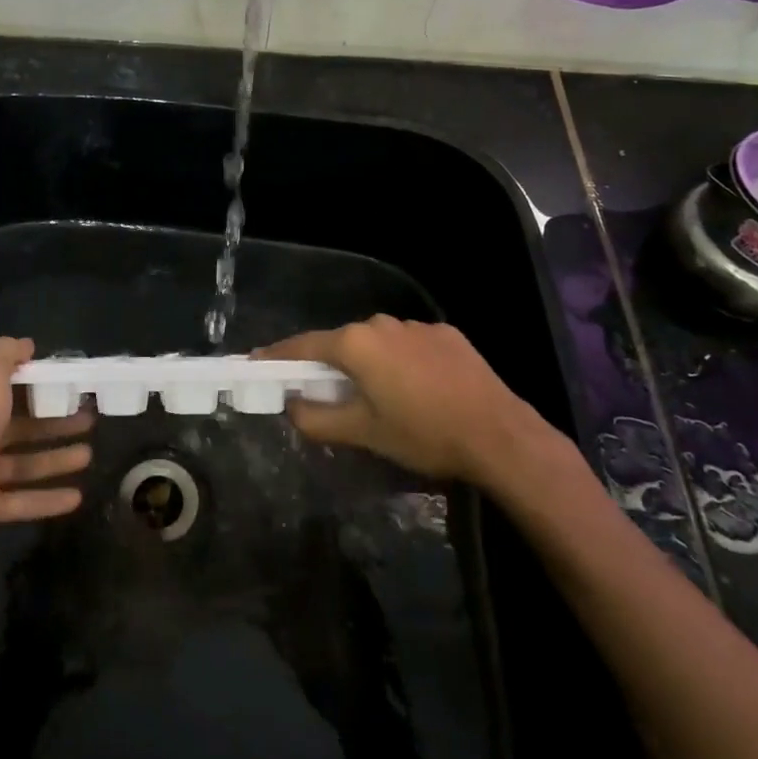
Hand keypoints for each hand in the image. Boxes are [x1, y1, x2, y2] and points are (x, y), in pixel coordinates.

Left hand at [0, 337, 94, 554]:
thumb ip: (4, 355)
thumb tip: (26, 343)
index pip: (11, 388)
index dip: (41, 385)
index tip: (73, 384)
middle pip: (24, 427)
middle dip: (57, 423)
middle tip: (90, 420)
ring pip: (26, 463)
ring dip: (57, 459)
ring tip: (88, 456)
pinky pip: (23, 501)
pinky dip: (48, 499)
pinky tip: (77, 497)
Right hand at [261, 316, 566, 487]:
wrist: (499, 435)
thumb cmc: (423, 434)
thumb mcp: (364, 433)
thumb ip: (318, 419)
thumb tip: (292, 406)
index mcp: (356, 344)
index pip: (303, 345)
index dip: (278, 356)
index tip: (257, 362)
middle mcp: (381, 324)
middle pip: (341, 343)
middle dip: (328, 365)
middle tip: (322, 393)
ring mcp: (417, 326)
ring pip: (377, 344)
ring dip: (367, 364)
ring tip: (377, 396)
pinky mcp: (446, 334)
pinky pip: (408, 346)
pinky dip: (401, 363)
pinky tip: (417, 390)